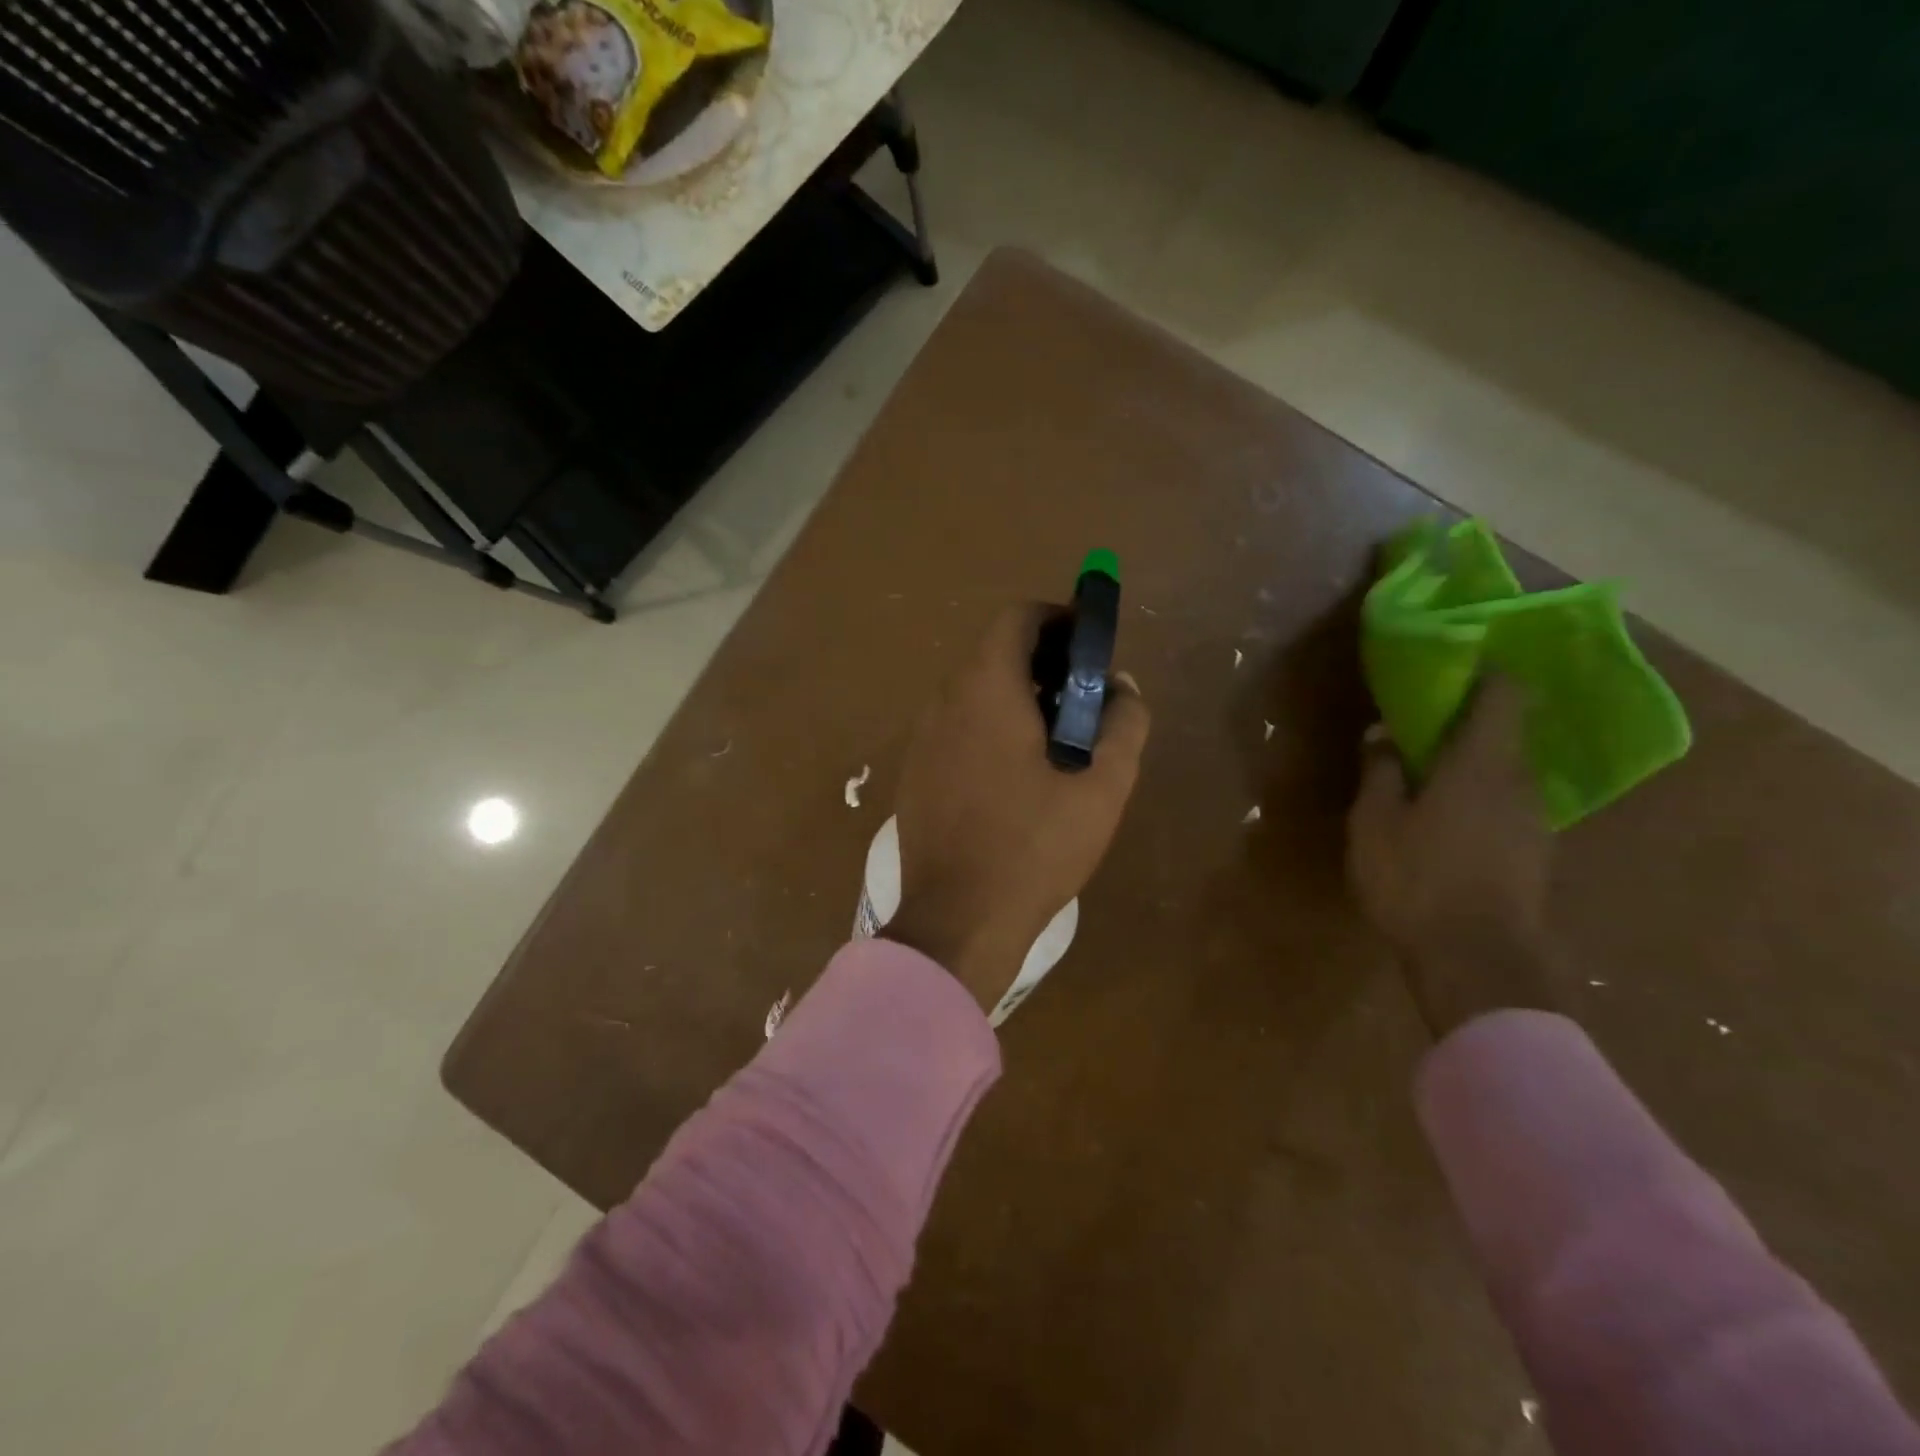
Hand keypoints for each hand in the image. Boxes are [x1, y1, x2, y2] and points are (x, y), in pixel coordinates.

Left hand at [884, 604, 1150, 1014]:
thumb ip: (1124, 723)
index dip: (1059, 618)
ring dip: (1016, 698)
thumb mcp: (1102, 786)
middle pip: (994, 654)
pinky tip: (1015, 778)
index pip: (1017, 618)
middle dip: (1043, 663)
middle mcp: (944, 700)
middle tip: (1083, 700)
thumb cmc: (1034, 847)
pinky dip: (988, 729)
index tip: (1090, 644)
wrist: (957, 920)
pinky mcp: (914, 773)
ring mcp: (921, 738)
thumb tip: (1122, 687)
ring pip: (973, 694)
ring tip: (1056, 741)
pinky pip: (956, 729)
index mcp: (985, 688)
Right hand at [1346, 676, 1556, 1034]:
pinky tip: (1447, 817)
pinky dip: (1480, 796)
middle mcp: (1519, 781)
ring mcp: (1534, 819)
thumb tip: (1383, 733)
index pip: (1504, 694)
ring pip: (1505, 771)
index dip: (1485, 671)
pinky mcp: (1534, 852)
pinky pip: (1506, 804)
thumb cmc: (1417, 878)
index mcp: (1482, 762)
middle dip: (1467, 720)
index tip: (1454, 662)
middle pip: (1505, 732)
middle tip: (1422, 721)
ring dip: (1472, 762)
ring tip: (1429, 771)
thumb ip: (1381, 771)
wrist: (1478, 960)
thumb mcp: (1376, 822)